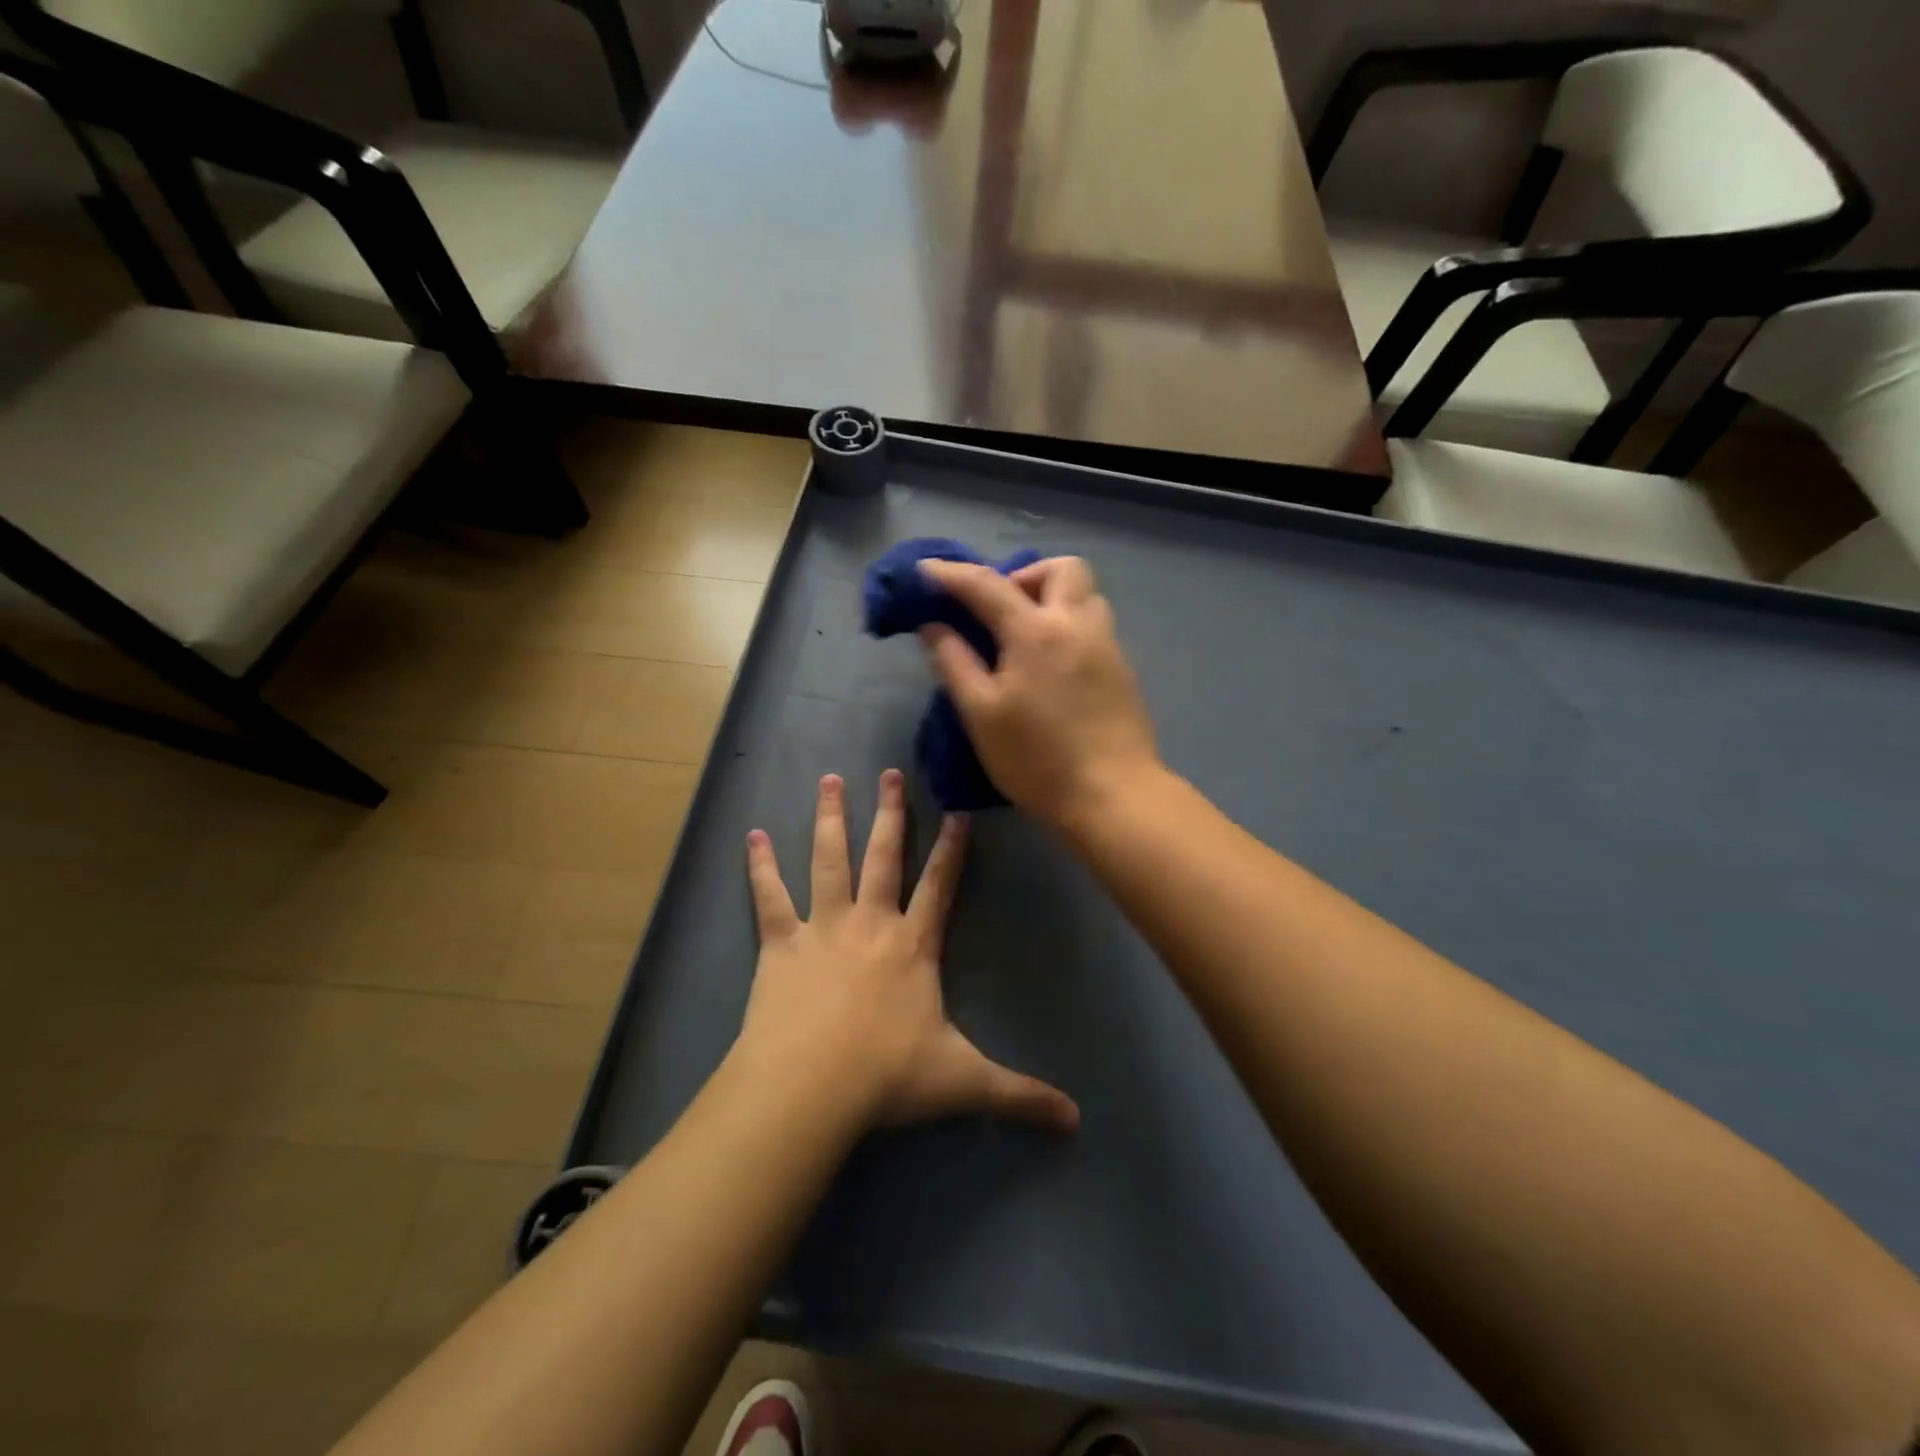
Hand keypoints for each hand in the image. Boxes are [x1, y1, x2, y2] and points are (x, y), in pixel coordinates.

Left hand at [737, 770, 1078, 1133]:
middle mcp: (870, 922)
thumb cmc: (887, 1077)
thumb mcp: (962, 1083)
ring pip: (829, 859)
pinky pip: (769, 896)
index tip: (960, 808)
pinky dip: (760, 865)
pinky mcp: (780, 943)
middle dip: (891, 813)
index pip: (941, 884)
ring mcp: (822, 927)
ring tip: (830, 780)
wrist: (809, 1087)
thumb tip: (1077, 1121)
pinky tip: (753, 835)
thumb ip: (1019, 1096)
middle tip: (890, 772)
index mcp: (913, 945)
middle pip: (885, 855)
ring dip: (830, 818)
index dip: (954, 847)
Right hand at [919, 556, 1160, 831]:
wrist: (1113, 795)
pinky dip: (1068, 625)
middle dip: (1024, 574)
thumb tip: (933, 626)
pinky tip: (1051, 665)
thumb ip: (954, 662)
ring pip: (1085, 594)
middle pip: (1060, 568)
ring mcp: (1107, 645)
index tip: (923, 571)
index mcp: (1036, 631)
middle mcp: (1078, 624)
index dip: (950, 574)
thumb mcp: (981, 714)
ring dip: (1052, 597)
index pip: (986, 585)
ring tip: (1025, 635)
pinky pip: (1094, 625)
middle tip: (998, 609)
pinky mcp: (1123, 669)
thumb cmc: (1037, 759)